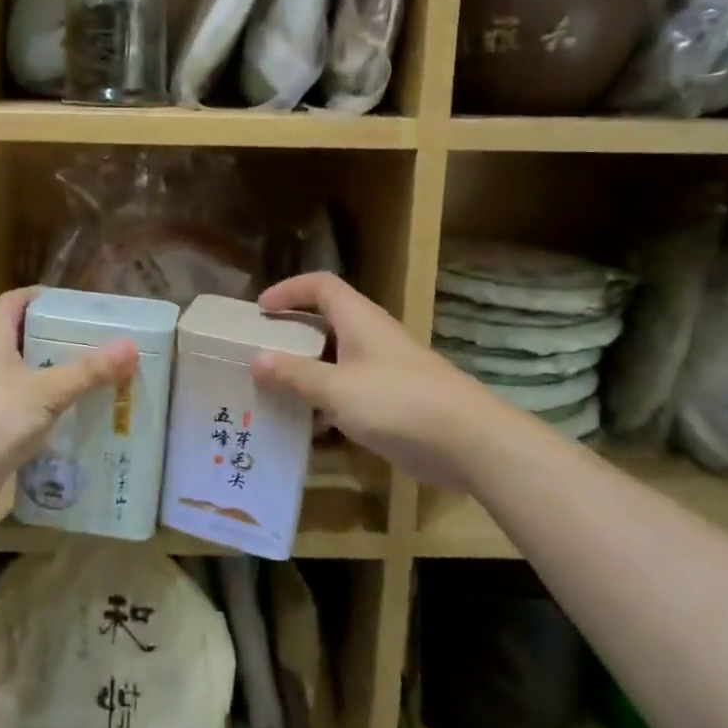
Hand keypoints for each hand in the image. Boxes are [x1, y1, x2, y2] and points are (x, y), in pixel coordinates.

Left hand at [0, 287, 137, 516]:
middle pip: (22, 333)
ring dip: (51, 370)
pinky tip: (70, 411)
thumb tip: (131, 346)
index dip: (46, 298)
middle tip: (96, 340)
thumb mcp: (47, 391)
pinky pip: (19, 400)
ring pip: (22, 369)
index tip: (81, 305)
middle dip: (57, 336)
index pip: (17, 299)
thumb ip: (89, 370)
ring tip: (92, 374)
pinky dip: (42, 401)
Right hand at [252, 273, 476, 486]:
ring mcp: (386, 368)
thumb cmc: (399, 403)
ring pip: (337, 357)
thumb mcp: (337, 389)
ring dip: (307, 368)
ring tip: (276, 388)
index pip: (320, 285)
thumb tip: (256, 360)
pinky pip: (351, 387)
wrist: (471, 443)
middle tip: (261, 349)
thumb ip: (295, 375)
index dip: (289, 290)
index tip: (260, 309)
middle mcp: (372, 336)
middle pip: (327, 320)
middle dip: (292, 331)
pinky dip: (327, 397)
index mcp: (359, 319)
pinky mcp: (396, 399)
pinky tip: (311, 424)